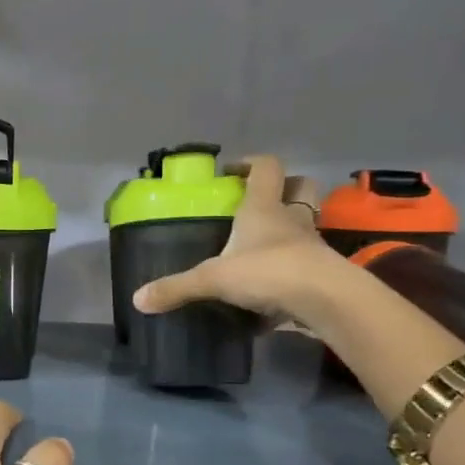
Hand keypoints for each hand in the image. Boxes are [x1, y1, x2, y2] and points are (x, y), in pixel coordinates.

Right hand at [132, 154, 339, 324]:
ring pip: (307, 224)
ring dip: (290, 228)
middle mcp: (291, 219)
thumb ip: (177, 287)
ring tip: (263, 246)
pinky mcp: (323, 272)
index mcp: (264, 208)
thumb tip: (138, 299)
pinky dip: (292, 269)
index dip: (249, 164)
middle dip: (284, 188)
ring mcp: (312, 245)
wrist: (326, 300)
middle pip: (300, 187)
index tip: (230, 172)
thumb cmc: (269, 271)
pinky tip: (274, 288)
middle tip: (257, 203)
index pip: (265, 168)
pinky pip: (307, 262)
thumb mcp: (214, 279)